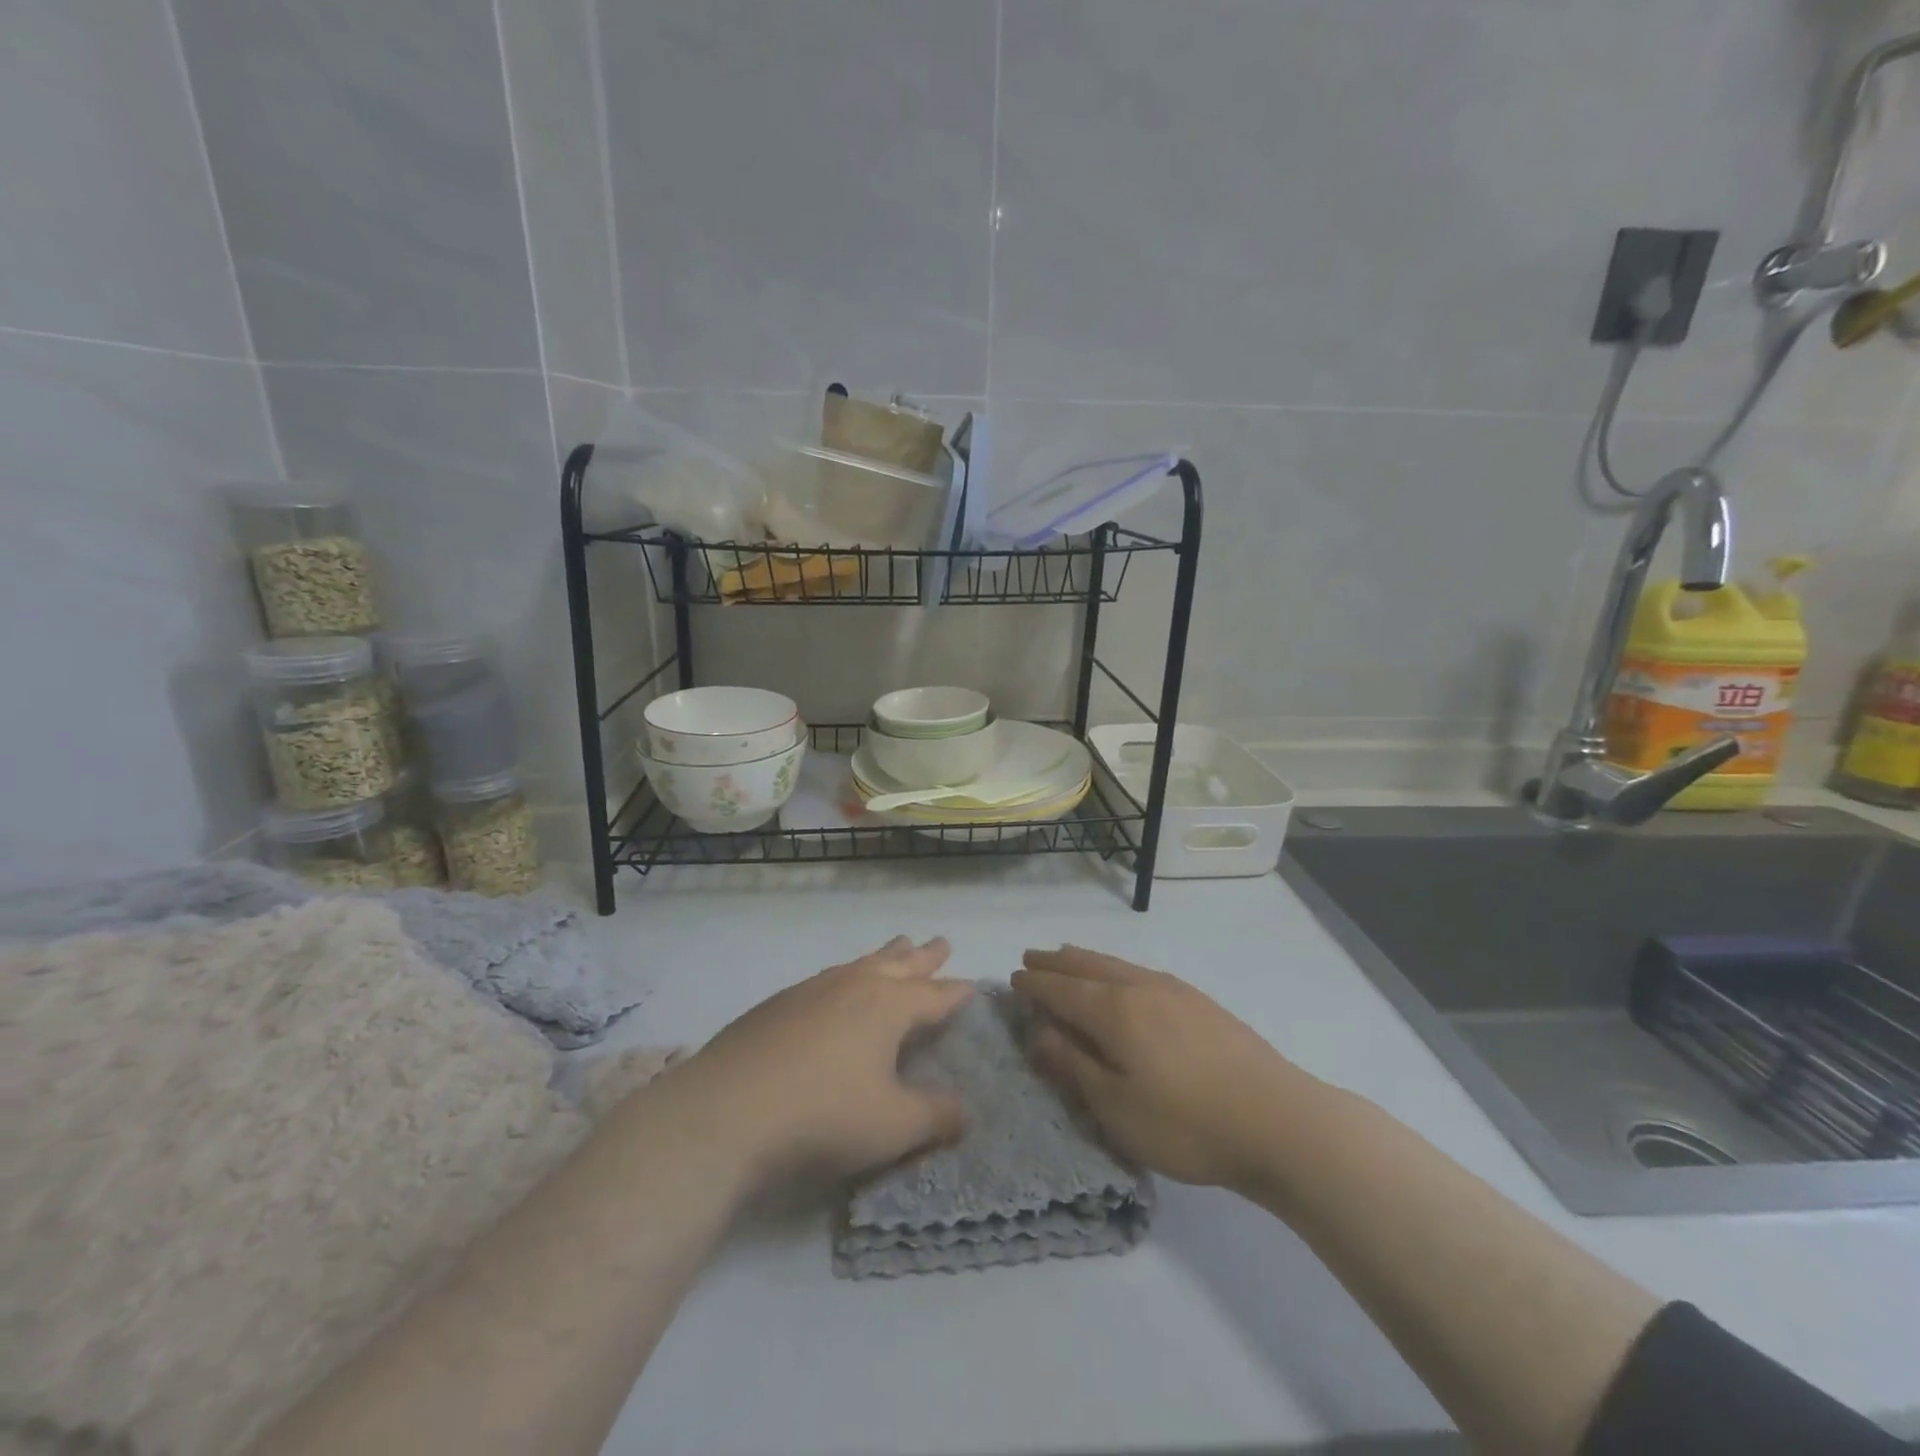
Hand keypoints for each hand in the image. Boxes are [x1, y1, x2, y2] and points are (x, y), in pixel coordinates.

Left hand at [662, 936, 973, 1191]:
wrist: (726, 1111)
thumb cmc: (823, 1116)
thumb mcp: (892, 1126)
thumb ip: (935, 1117)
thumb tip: (968, 1112)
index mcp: (887, 1006)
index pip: (933, 995)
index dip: (955, 992)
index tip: (971, 984)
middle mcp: (853, 986)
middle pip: (898, 965)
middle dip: (923, 957)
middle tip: (941, 942)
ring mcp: (811, 990)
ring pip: (859, 964)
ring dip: (883, 956)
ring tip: (896, 946)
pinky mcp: (777, 1004)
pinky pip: (826, 978)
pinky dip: (845, 975)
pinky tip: (835, 987)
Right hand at [1013, 946, 1313, 1189]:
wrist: (1279, 1120)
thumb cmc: (1187, 1123)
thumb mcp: (1116, 1108)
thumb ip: (1074, 1066)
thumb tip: (1039, 1032)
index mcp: (1113, 1011)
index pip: (1061, 989)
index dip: (1034, 985)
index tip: (1012, 978)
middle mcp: (1139, 987)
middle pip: (1087, 966)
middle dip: (1056, 962)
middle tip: (1031, 957)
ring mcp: (1173, 990)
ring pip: (1116, 964)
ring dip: (1085, 959)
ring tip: (1068, 955)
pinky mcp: (1199, 1001)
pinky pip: (1140, 971)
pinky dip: (1115, 967)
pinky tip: (1124, 978)